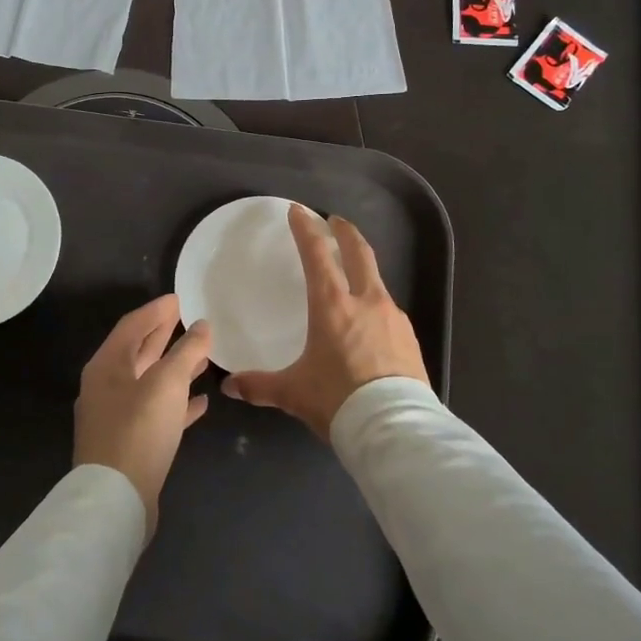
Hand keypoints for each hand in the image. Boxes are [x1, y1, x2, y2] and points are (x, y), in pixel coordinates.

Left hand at [73, 294, 211, 538]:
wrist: (116, 500)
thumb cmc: (139, 430)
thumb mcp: (167, 383)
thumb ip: (187, 352)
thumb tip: (202, 325)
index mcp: (107, 365)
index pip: (132, 325)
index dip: (156, 310)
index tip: (179, 298)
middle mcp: (106, 386)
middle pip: (138, 352)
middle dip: (164, 336)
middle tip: (190, 320)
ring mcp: (115, 417)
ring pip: (149, 382)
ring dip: (174, 368)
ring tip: (203, 357)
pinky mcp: (129, 443)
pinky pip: (156, 412)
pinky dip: (177, 403)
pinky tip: (201, 403)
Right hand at [221, 205, 427, 438]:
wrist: (395, 429)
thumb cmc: (338, 400)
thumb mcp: (293, 393)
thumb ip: (260, 385)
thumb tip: (230, 386)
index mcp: (332, 305)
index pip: (317, 254)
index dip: (306, 229)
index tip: (299, 211)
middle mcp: (365, 301)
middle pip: (358, 253)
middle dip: (345, 232)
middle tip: (335, 221)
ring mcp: (393, 318)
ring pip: (377, 281)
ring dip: (363, 269)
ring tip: (352, 276)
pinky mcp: (410, 338)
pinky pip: (389, 311)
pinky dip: (375, 304)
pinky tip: (370, 323)